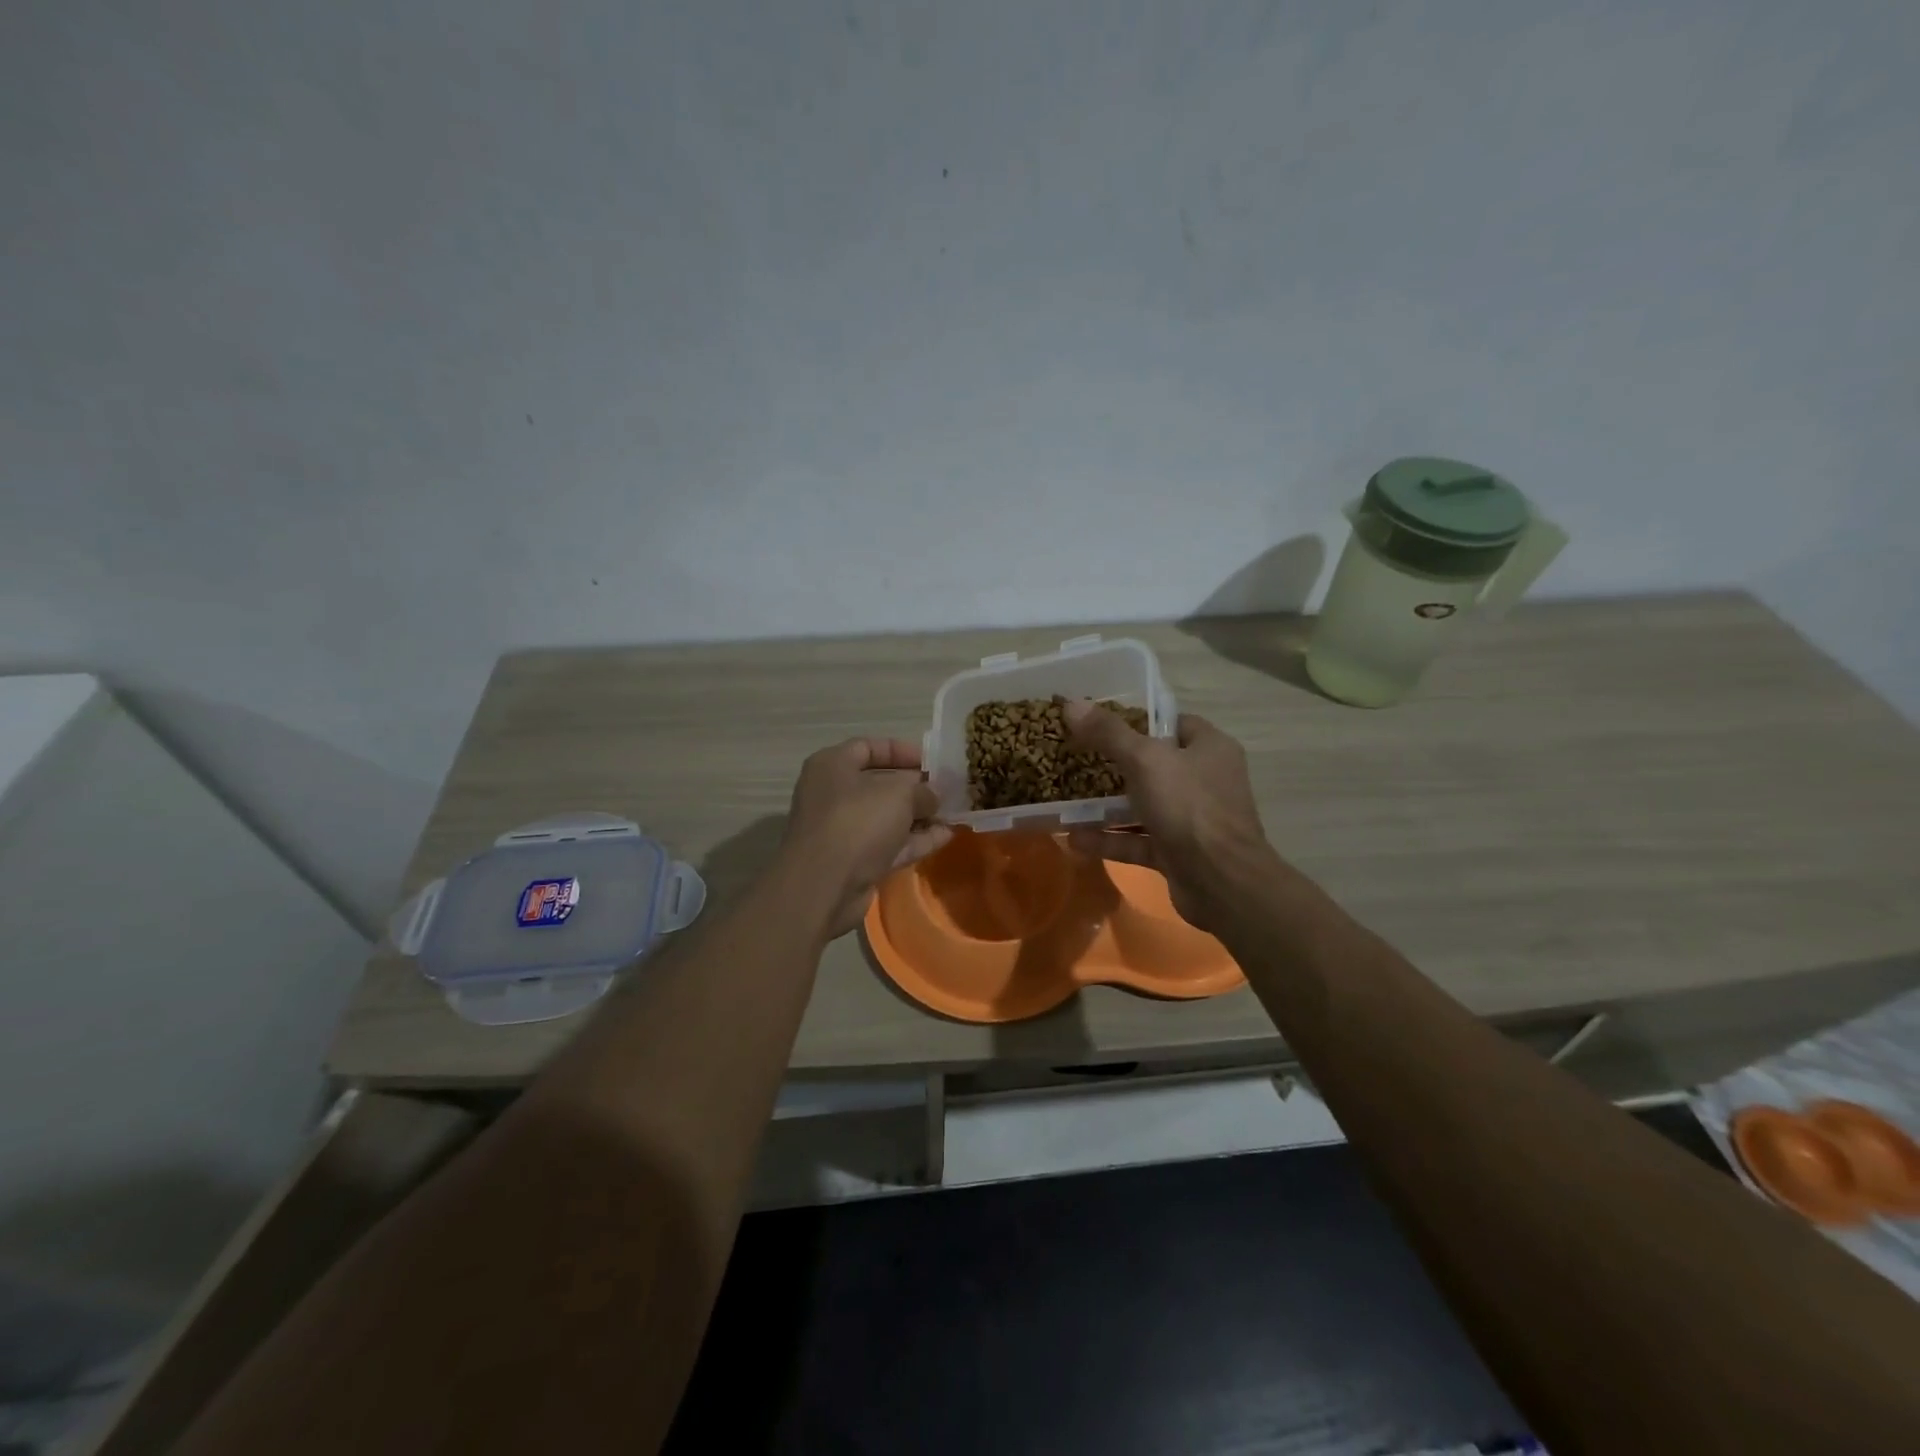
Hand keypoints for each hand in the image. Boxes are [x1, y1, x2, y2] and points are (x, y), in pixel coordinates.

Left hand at [782, 738, 952, 939]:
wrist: (824, 886)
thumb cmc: (858, 821)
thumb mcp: (899, 794)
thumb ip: (922, 790)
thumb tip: (933, 795)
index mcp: (833, 766)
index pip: (868, 747)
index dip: (902, 751)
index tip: (932, 762)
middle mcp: (834, 794)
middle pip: (880, 784)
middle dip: (916, 787)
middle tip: (948, 789)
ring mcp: (844, 830)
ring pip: (887, 817)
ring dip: (920, 815)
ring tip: (954, 812)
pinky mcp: (855, 861)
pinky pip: (890, 844)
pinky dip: (916, 840)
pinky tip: (947, 836)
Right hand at [1061, 701, 1277, 933]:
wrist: (1222, 882)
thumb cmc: (1189, 807)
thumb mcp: (1145, 760)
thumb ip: (1108, 733)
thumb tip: (1071, 703)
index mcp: (1209, 748)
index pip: (1172, 723)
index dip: (1137, 720)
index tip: (1099, 722)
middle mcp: (1205, 780)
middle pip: (1154, 764)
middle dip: (1114, 764)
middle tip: (1075, 757)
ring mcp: (1192, 820)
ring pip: (1143, 805)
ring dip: (1106, 806)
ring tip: (1065, 799)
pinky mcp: (1178, 853)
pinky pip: (1138, 840)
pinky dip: (1110, 840)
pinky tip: (1074, 839)